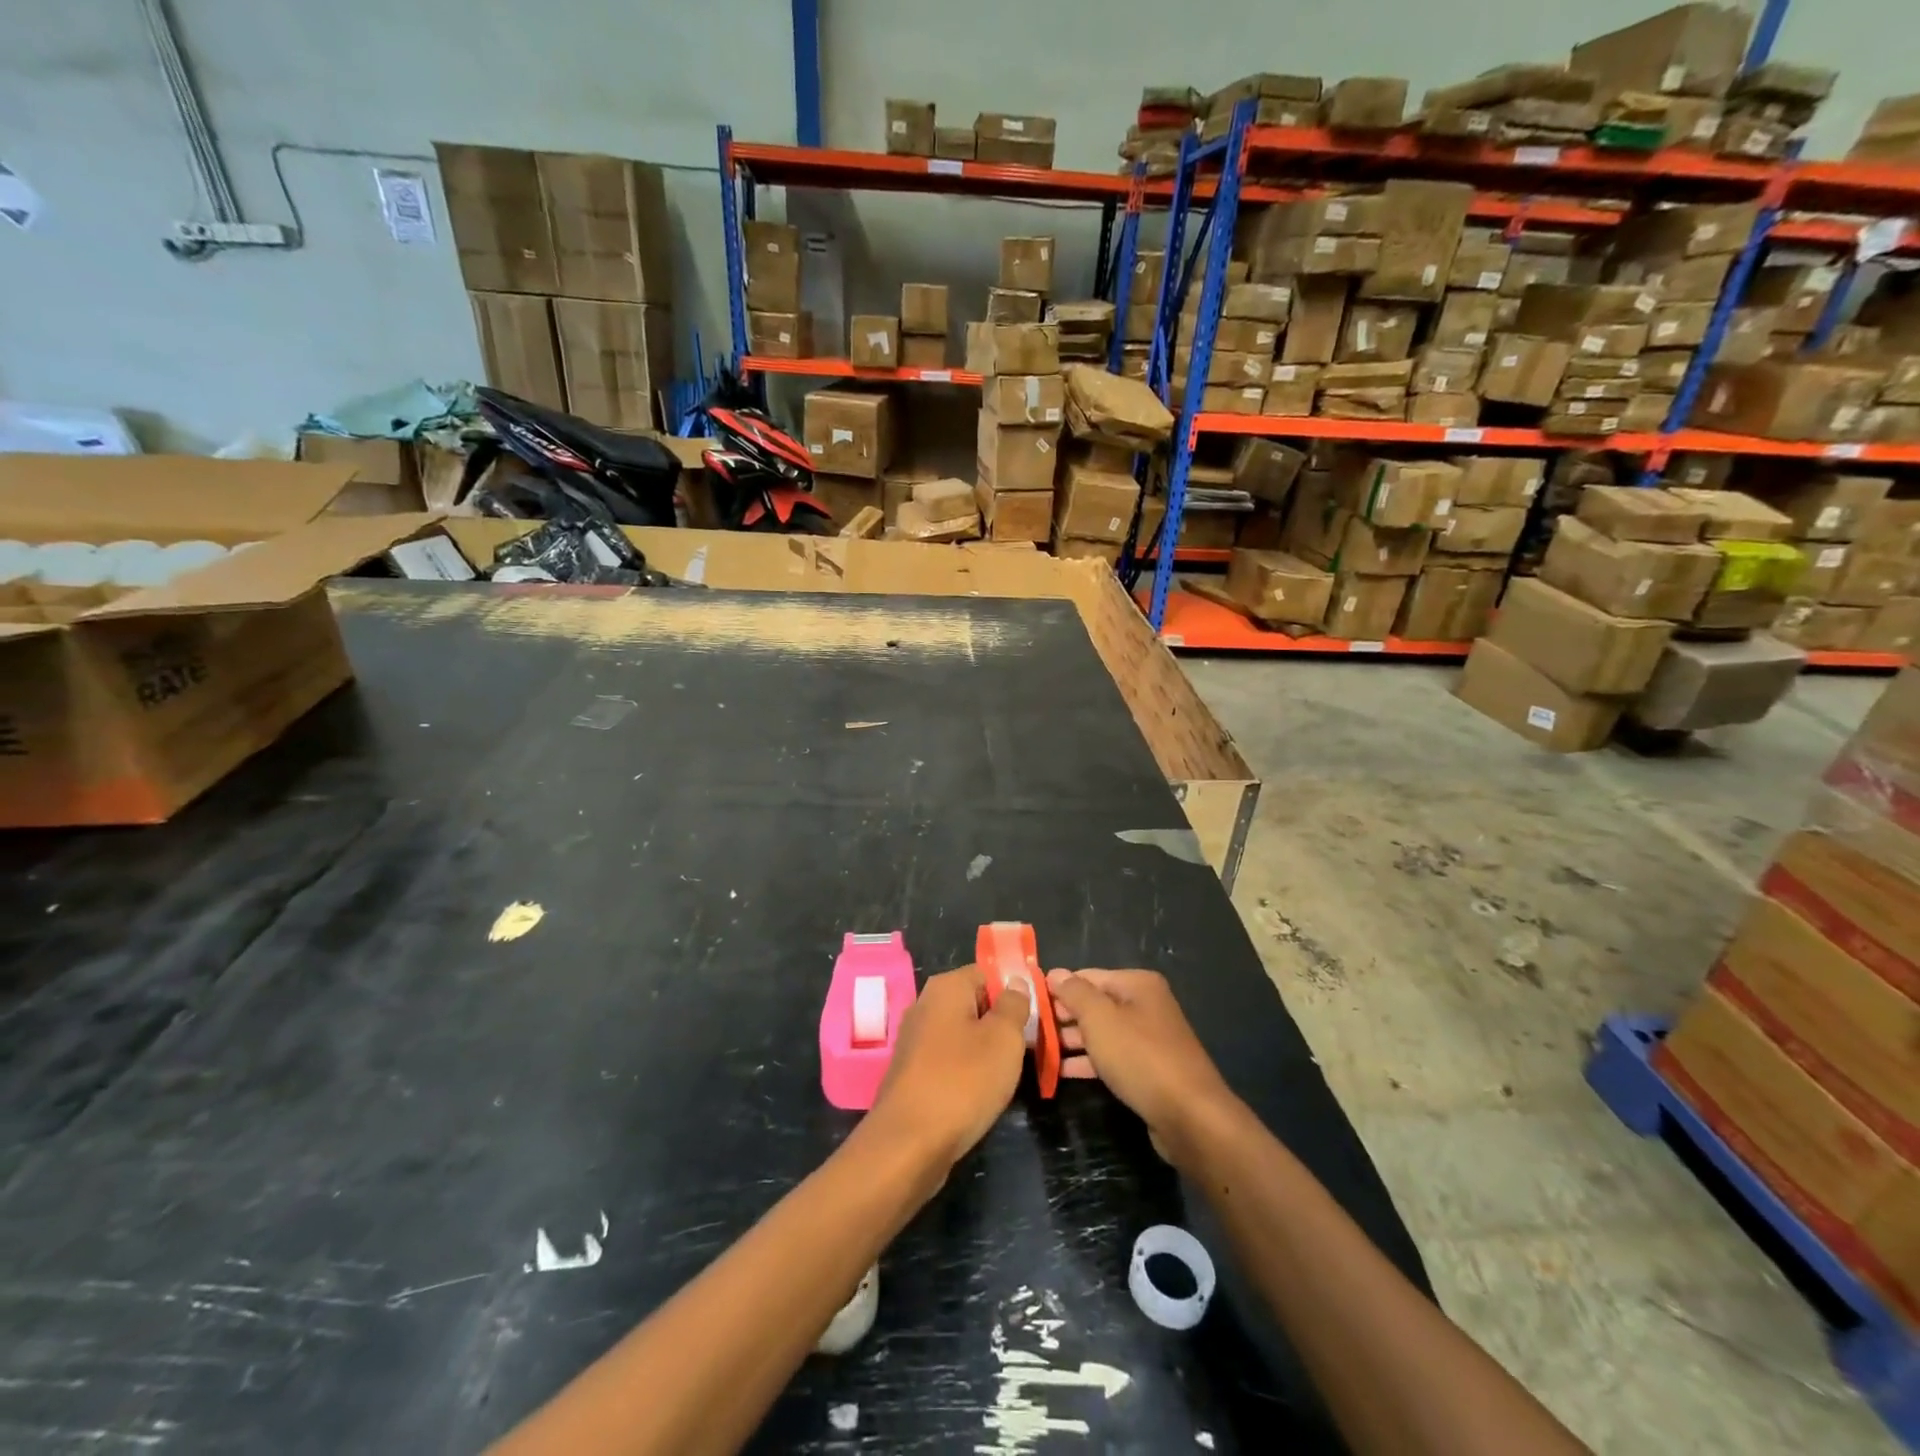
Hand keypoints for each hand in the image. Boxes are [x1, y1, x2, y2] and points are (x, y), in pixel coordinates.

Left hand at [869, 966, 1029, 1171]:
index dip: (1015, 991)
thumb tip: (1015, 982)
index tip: (1036, 1017)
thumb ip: (1014, 1005)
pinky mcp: (912, 1073)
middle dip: (1002, 1023)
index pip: (988, 973)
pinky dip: (967, 1072)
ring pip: (963, 1034)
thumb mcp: (1004, 1038)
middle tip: (1028, 1047)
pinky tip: (982, 1093)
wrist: (909, 1144)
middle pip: (974, 1003)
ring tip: (1009, 1074)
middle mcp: (925, 1005)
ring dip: (986, 1051)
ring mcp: (915, 1040)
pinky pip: (949, 1060)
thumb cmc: (963, 1081)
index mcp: (945, 987)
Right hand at [1046, 968, 1240, 1167]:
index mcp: (1137, 984)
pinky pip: (1111, 1058)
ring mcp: (1149, 1039)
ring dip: (1072, 1041)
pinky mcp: (1148, 1069)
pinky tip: (1061, 1071)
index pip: (1087, 976)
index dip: (1058, 988)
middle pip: (1095, 1004)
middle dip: (1063, 1016)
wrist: (1189, 1116)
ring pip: (1101, 1033)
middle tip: (1031, 1030)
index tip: (1029, 1004)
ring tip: (1039, 1051)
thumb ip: (1074, 993)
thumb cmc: (1140, 1057)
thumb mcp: (1100, 1019)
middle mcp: (1145, 1005)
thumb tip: (1055, 973)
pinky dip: (1088, 1061)